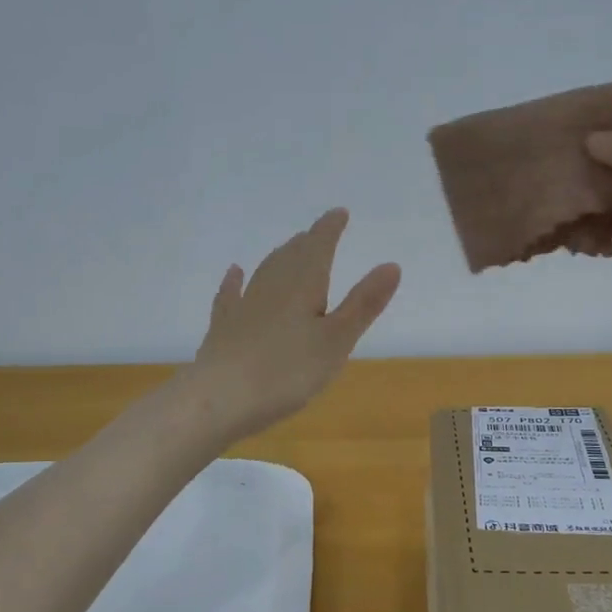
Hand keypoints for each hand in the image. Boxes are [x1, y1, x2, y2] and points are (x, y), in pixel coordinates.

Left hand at [188, 209, 401, 442]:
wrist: (220, 398)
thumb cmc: (287, 372)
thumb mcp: (337, 341)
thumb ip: (363, 303)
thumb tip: (391, 264)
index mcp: (303, 285)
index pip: (319, 246)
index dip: (330, 228)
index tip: (339, 213)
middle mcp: (272, 286)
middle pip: (292, 255)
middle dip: (308, 242)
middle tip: (318, 233)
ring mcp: (244, 305)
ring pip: (265, 271)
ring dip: (281, 257)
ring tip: (290, 248)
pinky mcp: (223, 327)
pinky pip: (231, 295)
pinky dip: (236, 281)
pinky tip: (235, 273)